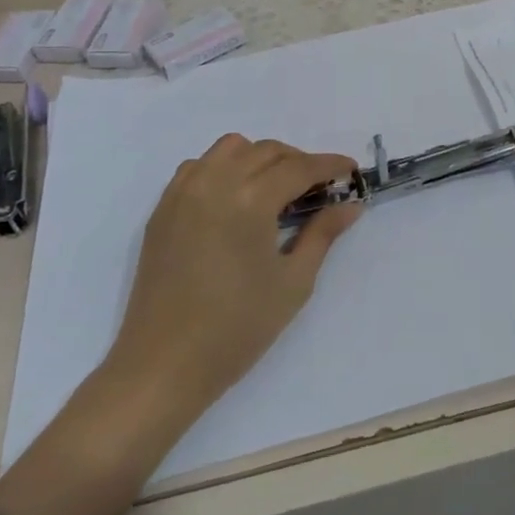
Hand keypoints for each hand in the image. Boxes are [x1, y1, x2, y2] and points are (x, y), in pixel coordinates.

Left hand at [107, 133, 361, 411]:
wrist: (163, 366)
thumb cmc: (237, 329)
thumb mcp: (293, 283)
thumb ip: (322, 234)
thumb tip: (350, 205)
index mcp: (250, 201)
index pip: (299, 167)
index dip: (330, 165)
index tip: (351, 170)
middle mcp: (215, 183)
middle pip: (266, 151)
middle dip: (299, 161)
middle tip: (318, 188)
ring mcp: (183, 193)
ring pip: (230, 148)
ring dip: (260, 158)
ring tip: (276, 189)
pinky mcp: (163, 209)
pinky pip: (199, 166)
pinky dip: (223, 168)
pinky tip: (235, 199)